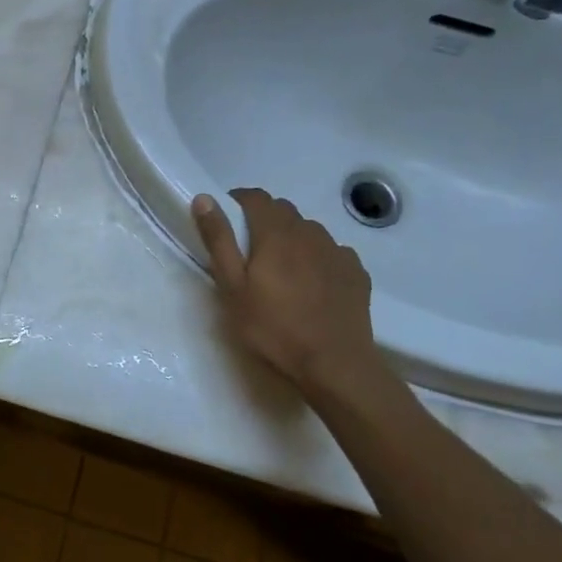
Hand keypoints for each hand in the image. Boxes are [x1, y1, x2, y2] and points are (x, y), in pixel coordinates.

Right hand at [192, 188, 387, 398]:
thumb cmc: (274, 328)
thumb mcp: (232, 288)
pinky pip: (332, 252)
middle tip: (250, 253)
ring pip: (309, 231)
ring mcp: (337, 251)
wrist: (335, 365)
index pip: (256, 197)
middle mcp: (310, 232)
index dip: (238, 202)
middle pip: (283, 211)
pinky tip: (313, 285)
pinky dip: (318, 258)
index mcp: (276, 233)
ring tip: (282, 271)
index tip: (227, 221)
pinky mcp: (356, 272)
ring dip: (292, 239)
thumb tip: (204, 198)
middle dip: (264, 220)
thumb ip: (219, 240)